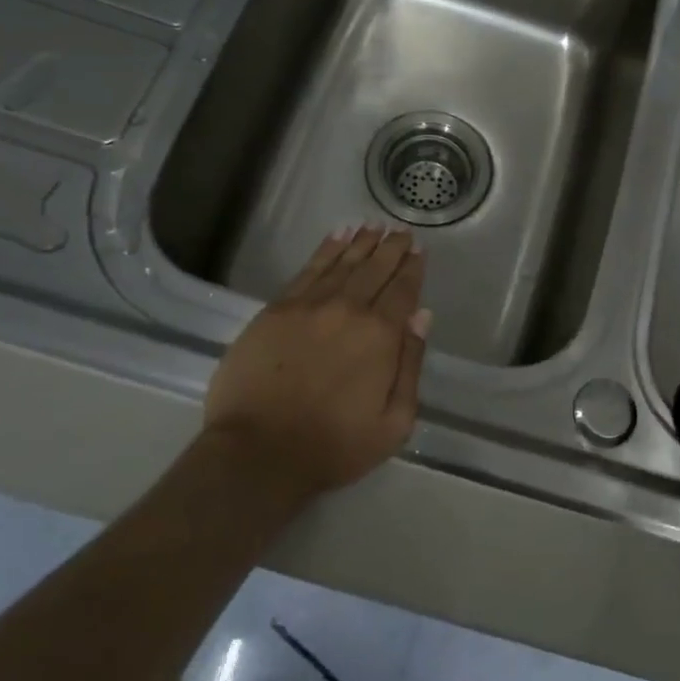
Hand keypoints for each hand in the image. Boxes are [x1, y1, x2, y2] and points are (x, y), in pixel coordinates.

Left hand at [203, 226, 431, 506]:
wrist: (257, 454)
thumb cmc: (333, 446)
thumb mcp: (393, 422)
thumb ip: (411, 364)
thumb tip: (421, 316)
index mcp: (380, 335)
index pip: (402, 291)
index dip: (412, 269)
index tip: (418, 251)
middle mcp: (348, 310)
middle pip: (375, 269)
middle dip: (391, 248)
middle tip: (400, 231)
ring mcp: (309, 306)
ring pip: (342, 264)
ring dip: (361, 243)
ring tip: (373, 226)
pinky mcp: (276, 310)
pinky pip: (307, 270)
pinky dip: (325, 251)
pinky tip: (336, 238)